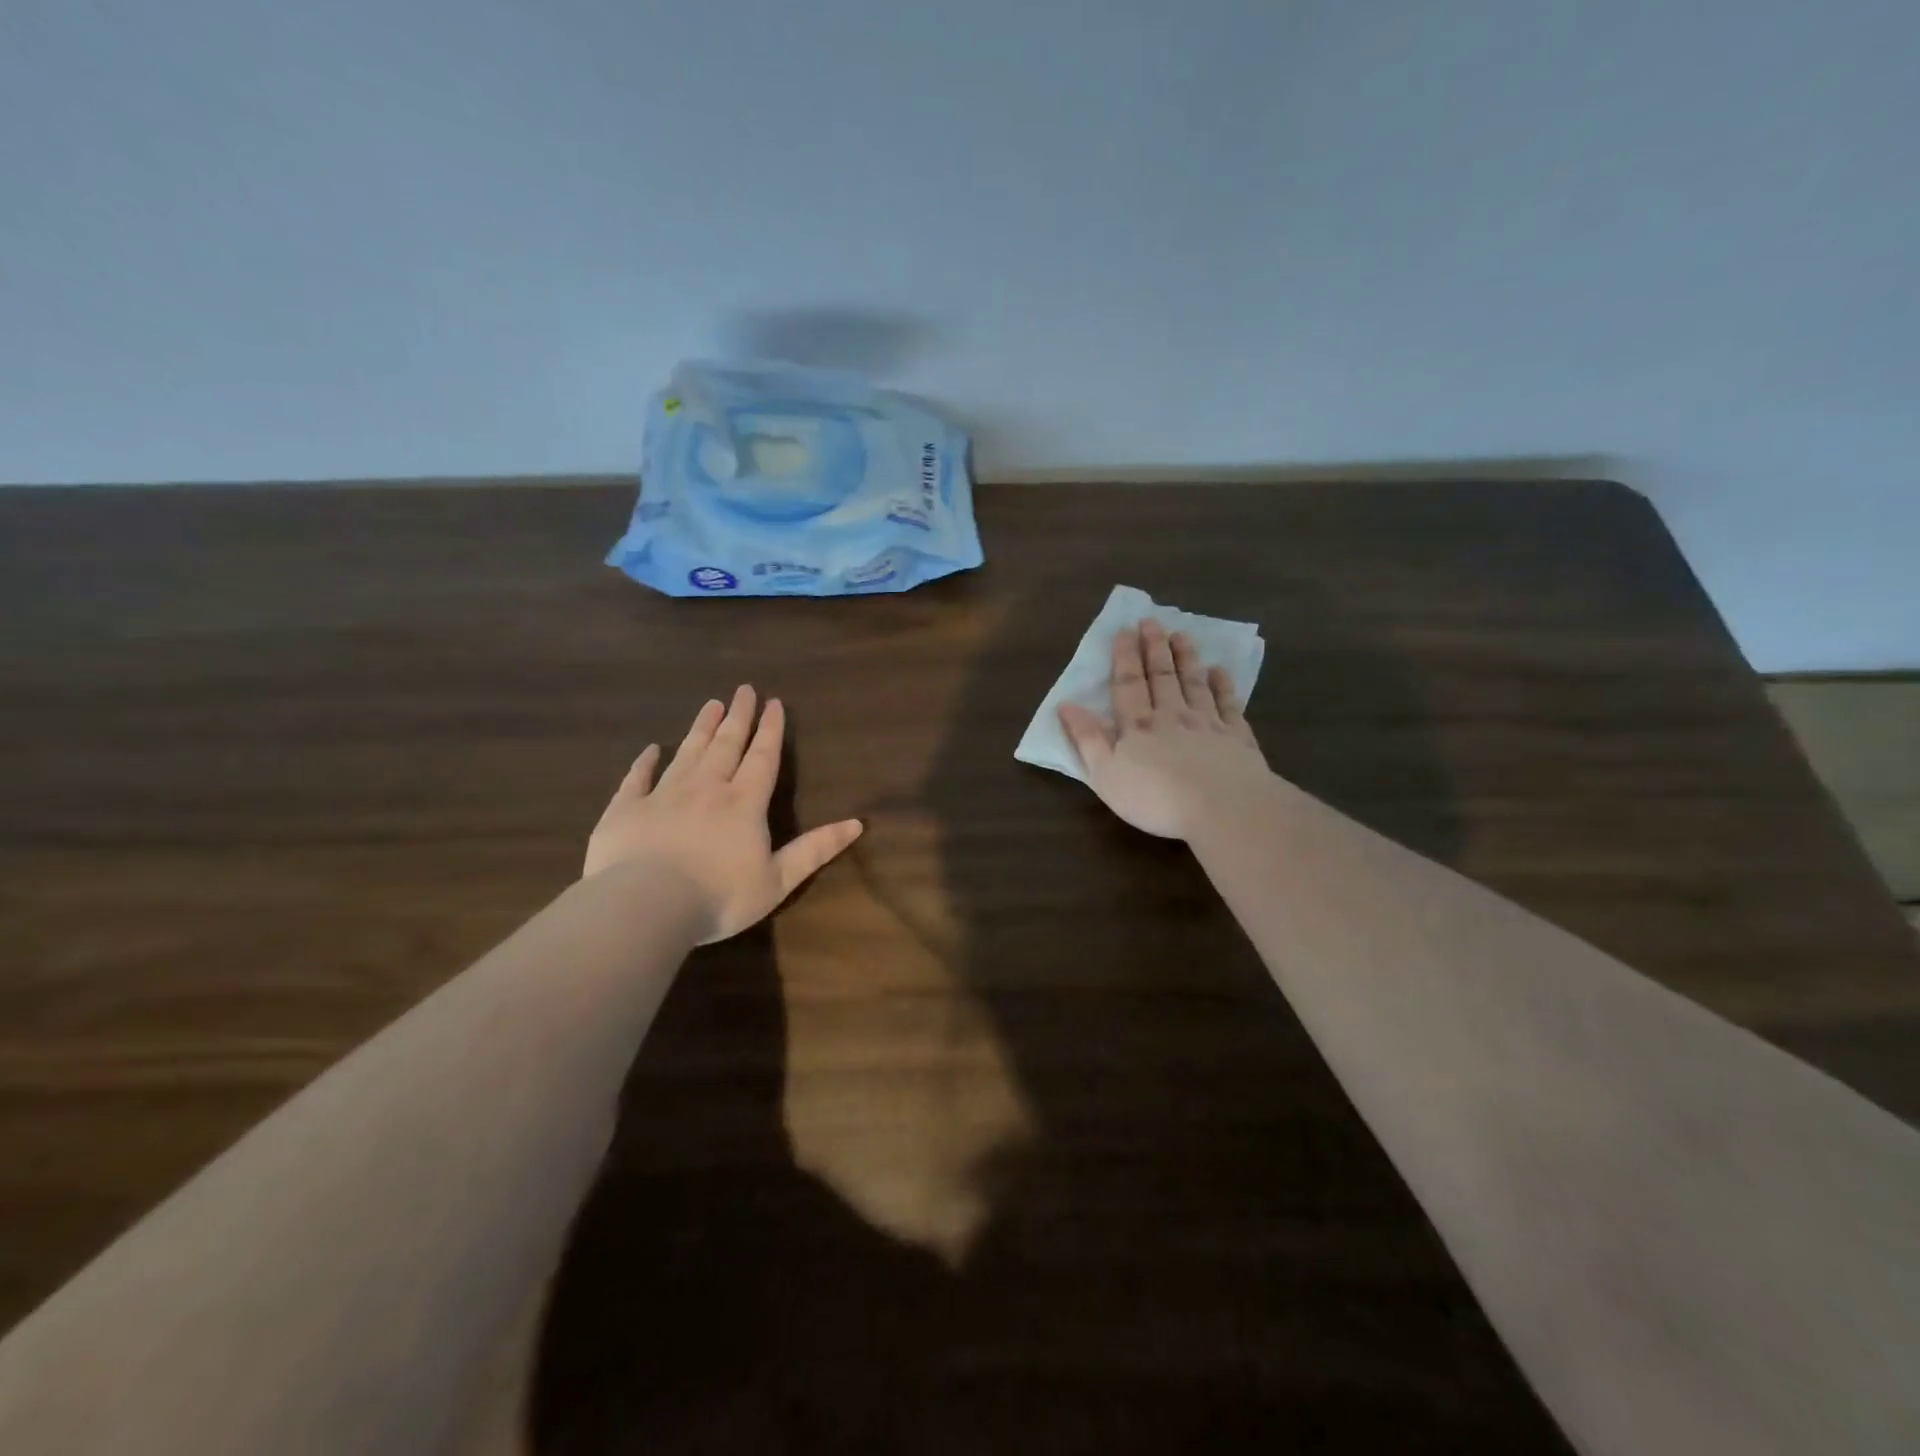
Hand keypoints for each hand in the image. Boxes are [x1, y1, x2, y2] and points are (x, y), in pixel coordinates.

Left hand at [584, 686, 862, 941]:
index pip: (762, 758)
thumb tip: (857, 823)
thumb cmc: (719, 897)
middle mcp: (706, 788)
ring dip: (701, 728)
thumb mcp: (778, 879)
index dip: (770, 730)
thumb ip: (815, 850)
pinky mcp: (627, 809)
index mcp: (744, 803)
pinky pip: (637, 778)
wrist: (645, 905)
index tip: (773, 702)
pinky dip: (644, 762)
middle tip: (743, 689)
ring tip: (710, 705)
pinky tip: (650, 750)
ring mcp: (663, 795)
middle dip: (738, 716)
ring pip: (687, 753)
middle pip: (726, 745)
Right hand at [1058, 619, 1271, 840]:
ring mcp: (1207, 723)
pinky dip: (1223, 685)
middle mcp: (1172, 715)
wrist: (1223, 808)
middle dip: (1154, 648)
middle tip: (1151, 621)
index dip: (1124, 657)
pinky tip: (1219, 672)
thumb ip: (1087, 738)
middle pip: (1161, 676)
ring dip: (1185, 658)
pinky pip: (1228, 704)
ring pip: (1193, 683)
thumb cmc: (1155, 797)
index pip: (1128, 684)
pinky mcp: (1236, 737)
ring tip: (1181, 635)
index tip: (1124, 630)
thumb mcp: (1106, 774)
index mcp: (1137, 726)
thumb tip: (1066, 705)